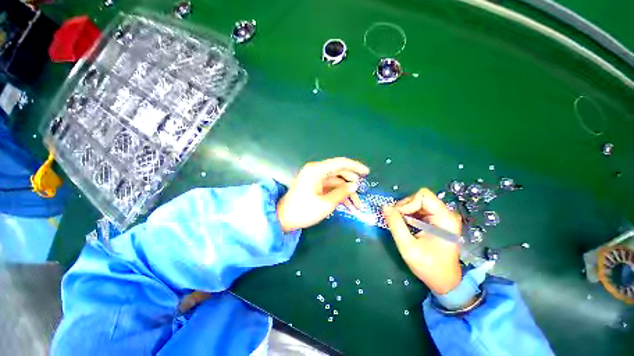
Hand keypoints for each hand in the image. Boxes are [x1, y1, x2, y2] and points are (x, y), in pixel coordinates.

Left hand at [277, 157, 369, 232]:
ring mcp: (316, 179)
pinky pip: (331, 187)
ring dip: (347, 192)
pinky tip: (349, 205)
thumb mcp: (325, 203)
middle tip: (362, 193)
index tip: (367, 172)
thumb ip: (342, 192)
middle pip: (339, 172)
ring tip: (358, 205)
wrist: (284, 219)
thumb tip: (355, 185)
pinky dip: (340, 195)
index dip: (355, 166)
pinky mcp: (316, 186)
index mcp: (317, 170)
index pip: (340, 163)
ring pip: (337, 181)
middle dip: (352, 183)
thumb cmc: (303, 211)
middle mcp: (316, 171)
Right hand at [383, 188, 461, 294]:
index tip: (398, 216)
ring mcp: (442, 216)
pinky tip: (406, 225)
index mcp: (445, 218)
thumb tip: (385, 207)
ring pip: (417, 202)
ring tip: (400, 224)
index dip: (407, 203)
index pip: (423, 196)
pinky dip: (409, 214)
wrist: (445, 281)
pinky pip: (419, 209)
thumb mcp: (408, 247)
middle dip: (404, 207)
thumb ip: (395, 225)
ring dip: (405, 211)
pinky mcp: (437, 220)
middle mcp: (446, 213)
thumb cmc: (429, 266)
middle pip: (420, 197)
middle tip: (396, 221)